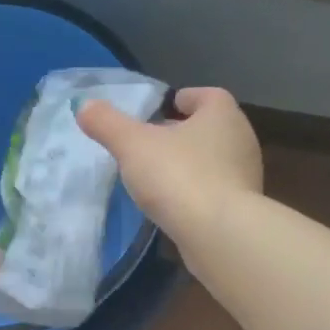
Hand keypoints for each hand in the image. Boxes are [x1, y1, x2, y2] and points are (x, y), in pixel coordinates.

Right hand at [77, 87, 262, 250]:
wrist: (218, 234)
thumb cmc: (178, 176)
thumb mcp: (132, 145)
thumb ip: (107, 124)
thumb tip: (83, 105)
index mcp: (222, 114)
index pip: (207, 96)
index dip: (186, 98)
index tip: (166, 106)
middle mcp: (241, 139)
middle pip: (210, 128)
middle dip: (184, 132)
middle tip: (154, 141)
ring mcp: (246, 176)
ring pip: (214, 160)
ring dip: (191, 163)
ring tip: (160, 175)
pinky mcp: (242, 208)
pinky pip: (216, 190)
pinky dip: (198, 191)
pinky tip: (176, 204)